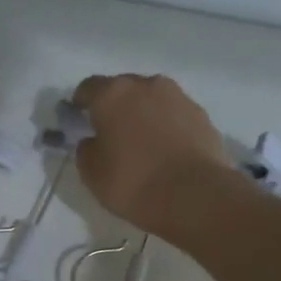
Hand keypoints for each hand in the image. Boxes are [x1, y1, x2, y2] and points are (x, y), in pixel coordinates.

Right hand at [73, 74, 233, 239]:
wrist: (193, 194)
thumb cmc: (132, 181)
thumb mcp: (91, 172)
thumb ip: (86, 149)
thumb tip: (93, 140)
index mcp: (112, 95)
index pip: (88, 87)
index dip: (81, 103)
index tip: (79, 120)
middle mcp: (146, 85)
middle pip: (123, 88)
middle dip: (114, 106)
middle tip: (111, 132)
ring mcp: (178, 97)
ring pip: (151, 98)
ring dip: (143, 113)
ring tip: (141, 141)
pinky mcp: (201, 114)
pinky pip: (174, 114)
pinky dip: (166, 125)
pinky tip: (164, 149)